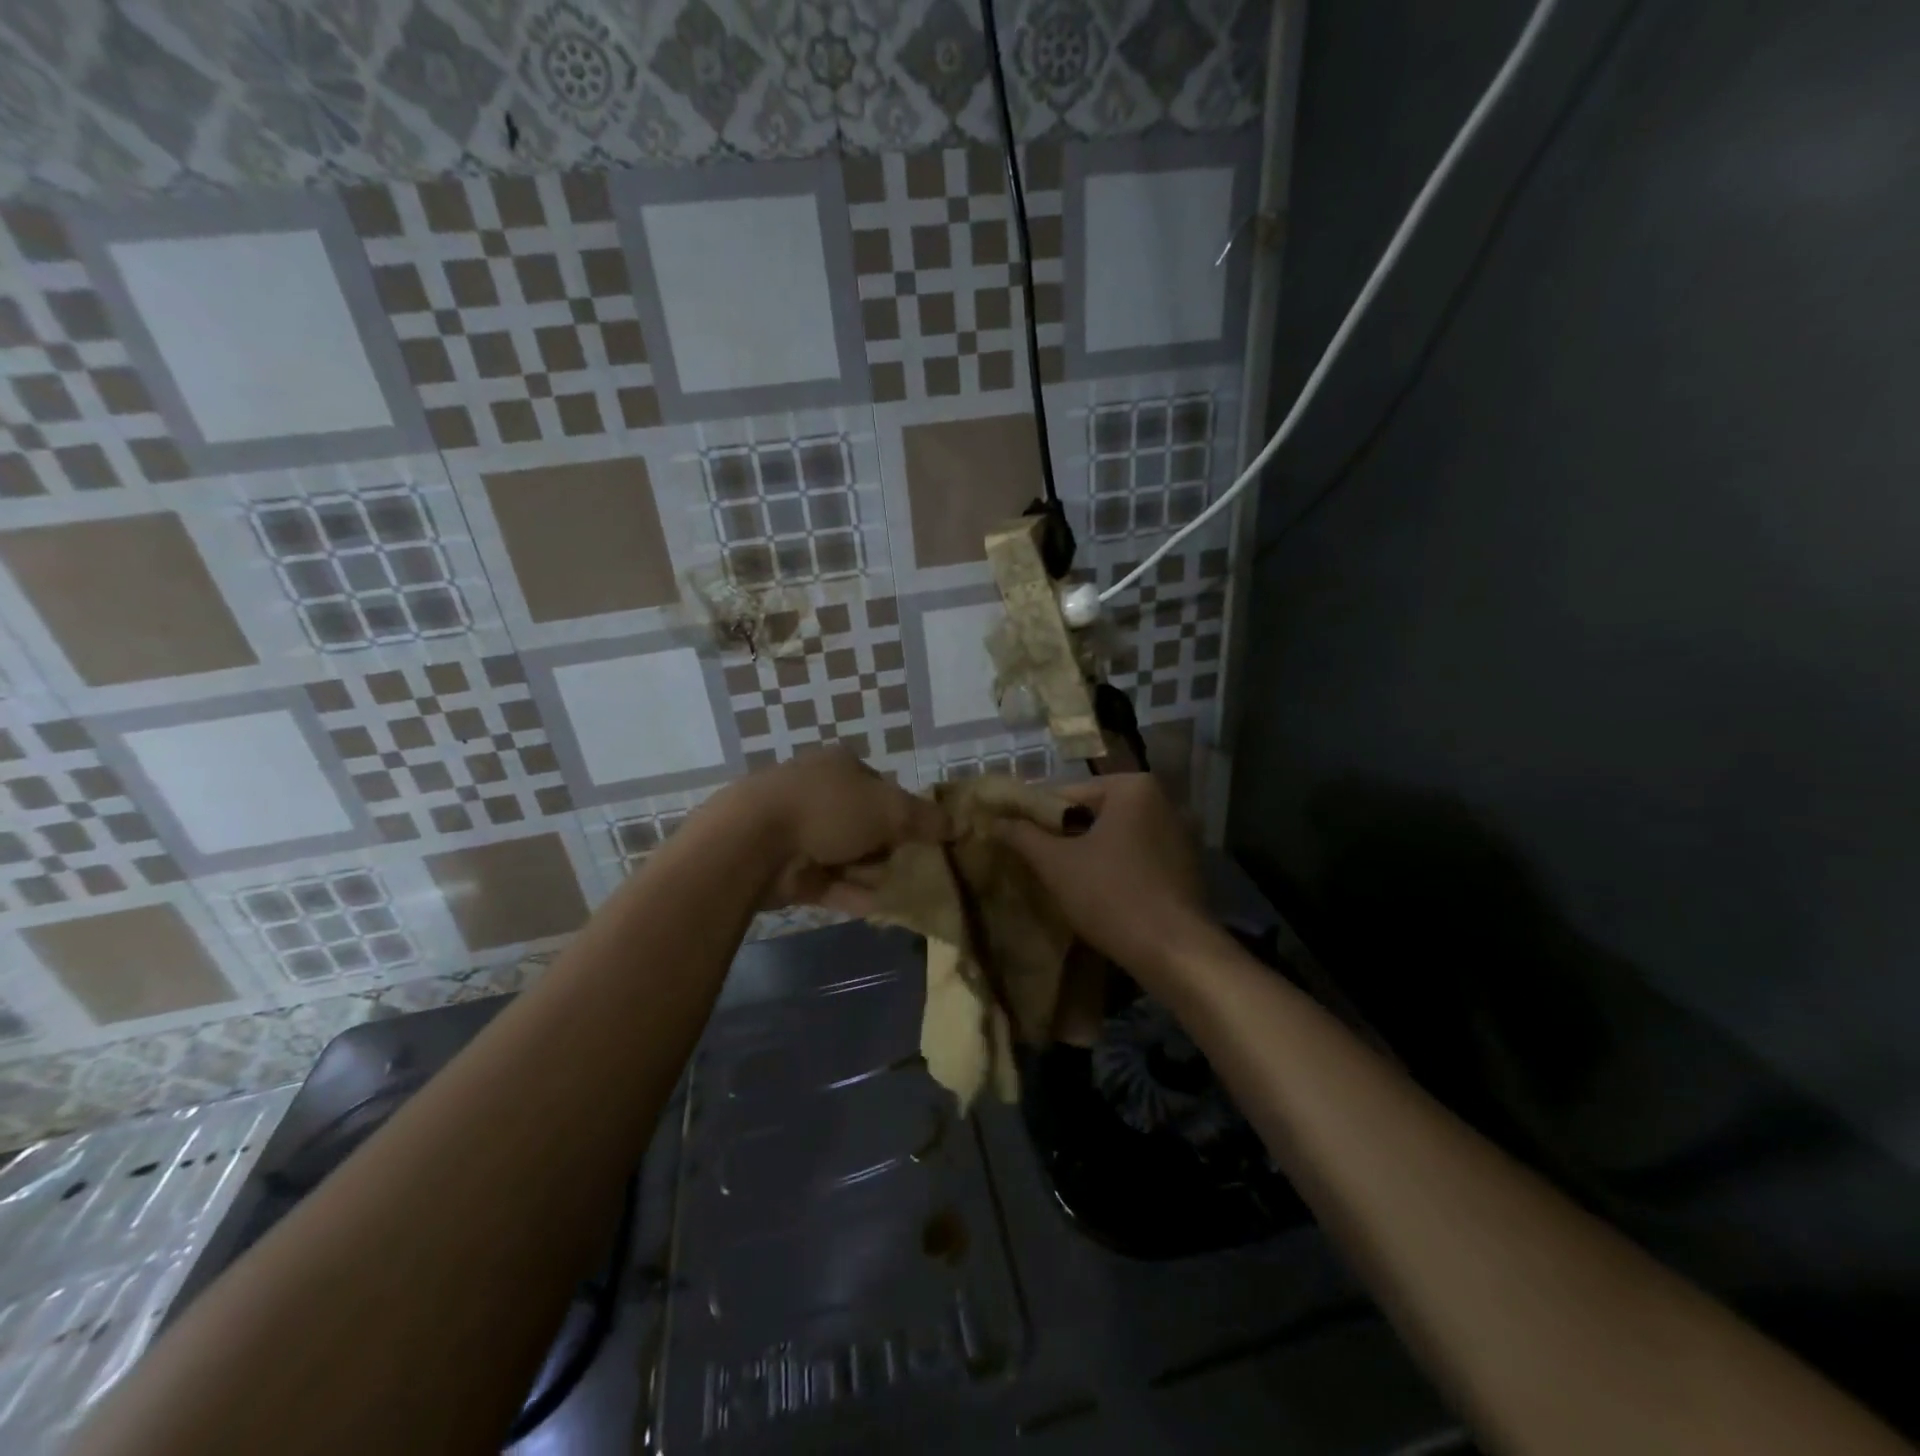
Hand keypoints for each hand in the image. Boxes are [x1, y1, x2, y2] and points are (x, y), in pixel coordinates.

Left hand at [712, 748, 950, 915]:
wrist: (754, 841)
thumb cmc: (829, 809)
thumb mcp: (890, 809)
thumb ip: (925, 819)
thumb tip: (959, 824)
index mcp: (840, 765)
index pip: (882, 787)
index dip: (904, 811)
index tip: (923, 837)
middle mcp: (819, 792)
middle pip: (864, 823)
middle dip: (888, 847)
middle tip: (916, 868)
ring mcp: (799, 831)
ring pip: (847, 855)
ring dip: (873, 873)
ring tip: (906, 893)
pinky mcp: (787, 868)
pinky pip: (829, 882)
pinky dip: (853, 893)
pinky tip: (880, 909)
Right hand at [994, 773, 1215, 984]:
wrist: (1174, 951)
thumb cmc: (1111, 895)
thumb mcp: (1056, 864)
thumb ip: (1023, 835)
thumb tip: (994, 819)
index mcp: (1133, 787)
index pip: (1068, 794)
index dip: (1037, 817)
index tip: (1017, 840)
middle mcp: (1163, 800)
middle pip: (1095, 813)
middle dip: (1066, 836)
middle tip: (1038, 862)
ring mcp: (1180, 834)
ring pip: (1117, 837)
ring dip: (1091, 853)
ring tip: (1063, 880)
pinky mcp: (1187, 865)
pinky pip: (1139, 856)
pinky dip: (1117, 868)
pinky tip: (1100, 893)